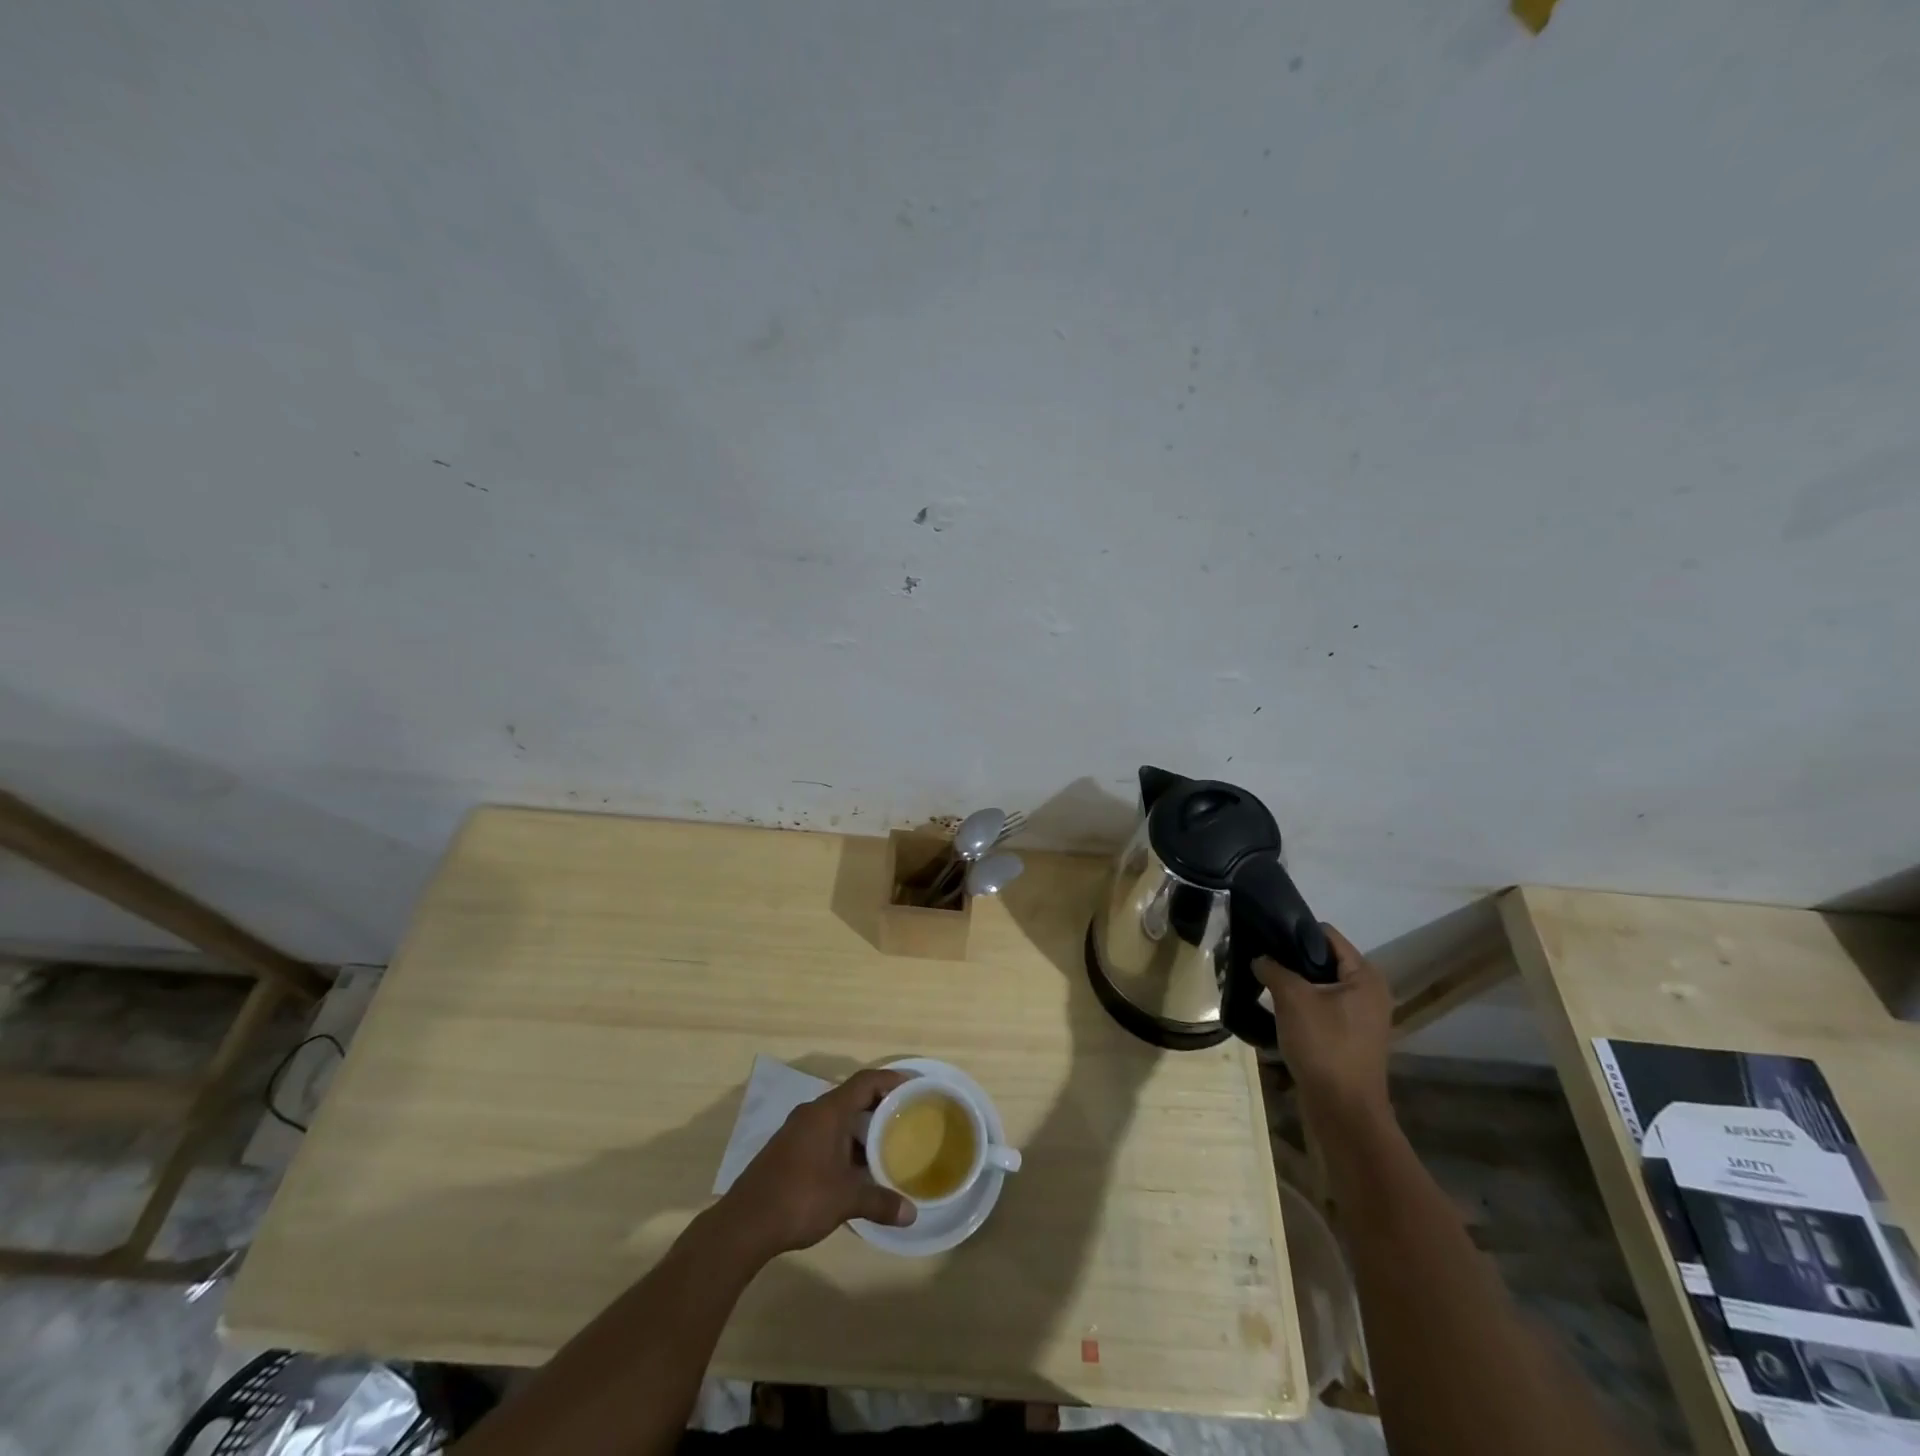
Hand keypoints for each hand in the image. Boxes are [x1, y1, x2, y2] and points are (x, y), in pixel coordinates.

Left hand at [716, 1068, 915, 1259]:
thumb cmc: (800, 1198)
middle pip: (852, 1096)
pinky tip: (855, 1167)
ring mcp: (797, 1130)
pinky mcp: (787, 1149)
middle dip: (879, 1105)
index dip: (891, 1080)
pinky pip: (824, 1133)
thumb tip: (912, 1214)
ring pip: (837, 1118)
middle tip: (906, 1117)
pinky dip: (844, 1141)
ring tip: (886, 1143)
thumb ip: (880, 1202)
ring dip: (861, 1127)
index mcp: (828, 1112)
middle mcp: (812, 1112)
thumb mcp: (846, 1200)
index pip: (866, 1081)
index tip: (914, 1086)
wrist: (744, 1224)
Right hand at [1257, 924, 1392, 1119]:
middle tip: (1258, 956)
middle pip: (1323, 960)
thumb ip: (1273, 969)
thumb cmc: (1325, 1046)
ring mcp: (1360, 1018)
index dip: (1294, 930)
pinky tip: (1274, 1008)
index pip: (1326, 935)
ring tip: (1261, 979)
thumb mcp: (1293, 999)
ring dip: (1293, 984)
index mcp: (1365, 976)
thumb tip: (1260, 957)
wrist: (1343, 1112)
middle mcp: (1368, 992)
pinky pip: (1320, 1008)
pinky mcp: (1348, 1038)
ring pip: (1319, 986)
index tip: (1263, 931)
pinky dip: (1299, 1005)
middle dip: (1290, 958)